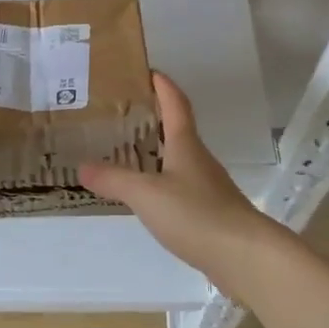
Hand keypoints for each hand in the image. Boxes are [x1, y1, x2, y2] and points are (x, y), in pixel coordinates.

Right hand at [77, 72, 287, 301]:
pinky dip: (161, 182)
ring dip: (156, 152)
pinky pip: (180, 187)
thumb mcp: (146, 194)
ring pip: (178, 160)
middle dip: (153, 118)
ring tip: (126, 153)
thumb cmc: (196, 214)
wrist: (245, 257)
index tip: (147, 71)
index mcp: (186, 145)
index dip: (163, 85)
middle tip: (121, 114)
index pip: (176, 104)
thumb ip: (114, 179)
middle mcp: (198, 159)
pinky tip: (146, 196)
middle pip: (177, 130)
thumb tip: (82, 166)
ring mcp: (207, 187)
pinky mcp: (210, 212)